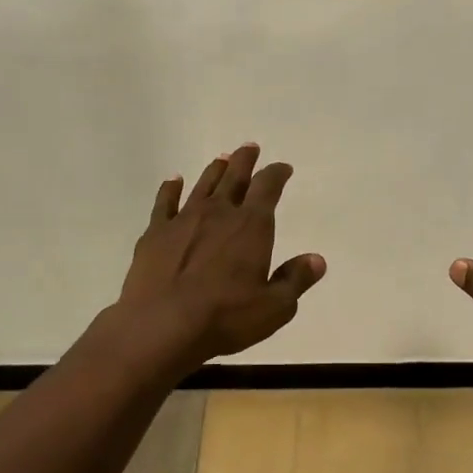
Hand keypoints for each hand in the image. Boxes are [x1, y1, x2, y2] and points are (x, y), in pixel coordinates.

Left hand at [117, 143, 326, 365]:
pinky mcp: (155, 233)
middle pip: (234, 177)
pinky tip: (173, 181)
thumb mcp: (275, 307)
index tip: (283, 168)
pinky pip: (164, 202)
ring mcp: (183, 220)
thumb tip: (317, 260)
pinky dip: (170, 189)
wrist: (162, 325)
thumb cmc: (226, 317)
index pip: (268, 188)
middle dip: (245, 161)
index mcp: (252, 226)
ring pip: (202, 185)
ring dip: (214, 170)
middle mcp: (219, 213)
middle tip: (250, 147)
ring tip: (221, 159)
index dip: (277, 174)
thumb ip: (296, 280)